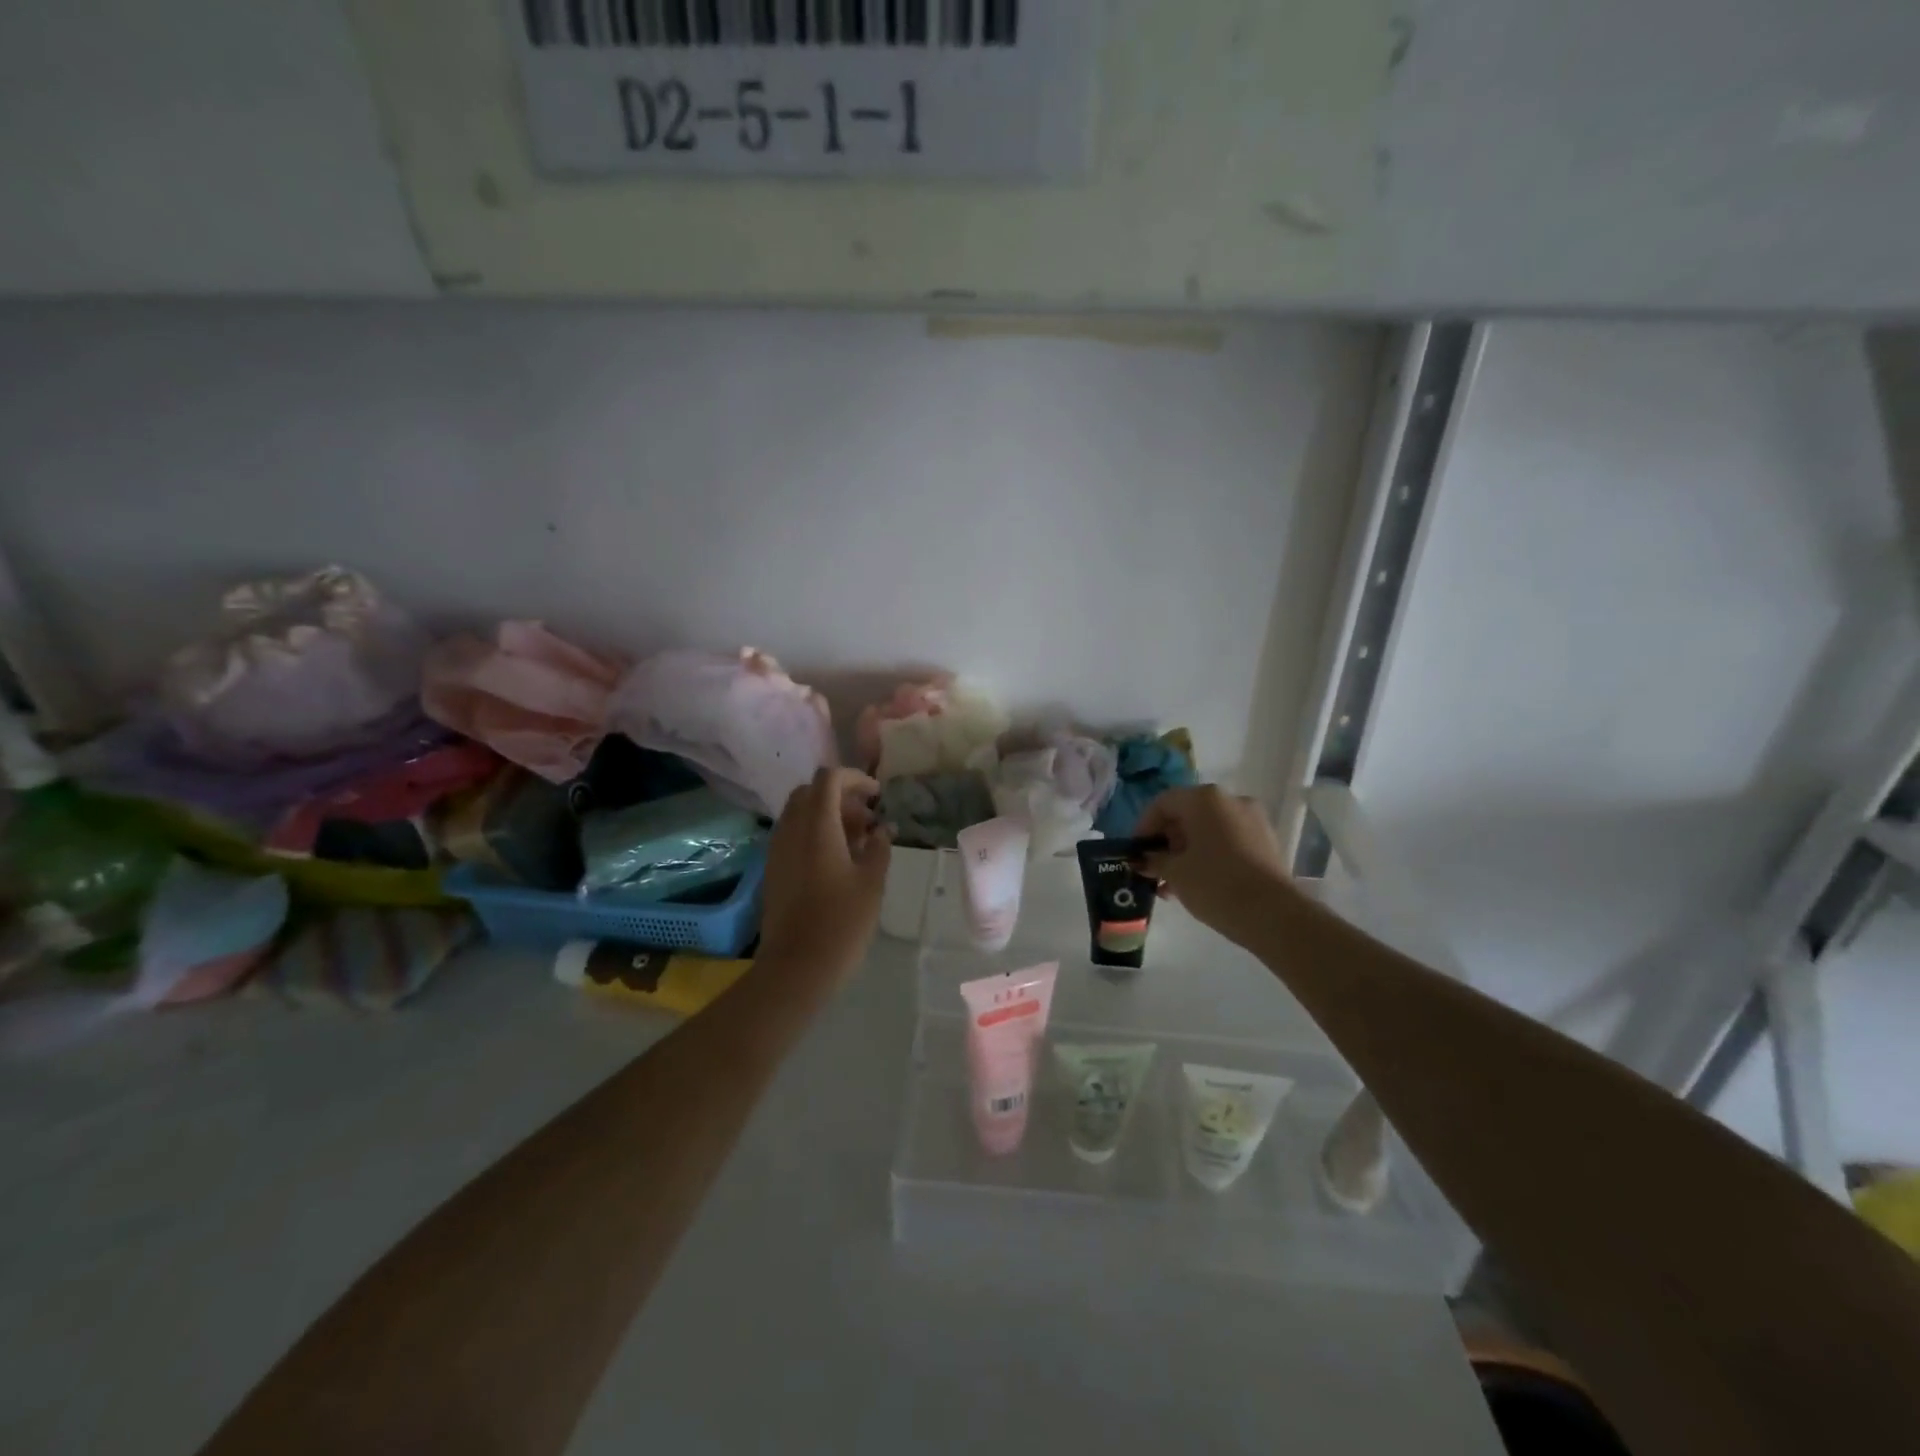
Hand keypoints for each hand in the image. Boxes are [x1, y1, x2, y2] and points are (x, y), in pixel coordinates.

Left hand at [757, 767, 891, 985]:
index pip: (829, 778)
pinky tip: (836, 861)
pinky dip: (814, 834)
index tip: (877, 796)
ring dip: (827, 815)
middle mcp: (791, 829)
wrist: (797, 966)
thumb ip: (879, 847)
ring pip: (799, 813)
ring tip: (856, 842)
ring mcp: (777, 849)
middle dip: (840, 796)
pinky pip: (792, 835)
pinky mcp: (773, 869)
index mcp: (817, 826)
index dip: (855, 778)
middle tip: (866, 819)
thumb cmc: (842, 922)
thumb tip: (882, 829)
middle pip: (810, 792)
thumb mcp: (872, 882)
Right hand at [1133, 786, 1288, 945]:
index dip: (1143, 826)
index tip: (1135, 852)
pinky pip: (1228, 840)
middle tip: (1152, 869)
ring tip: (1171, 884)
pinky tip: (1197, 883)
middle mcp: (1230, 800)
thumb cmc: (1215, 884)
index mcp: (1205, 799)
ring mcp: (1252, 820)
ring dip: (1186, 851)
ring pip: (1208, 829)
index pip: (1163, 803)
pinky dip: (1209, 855)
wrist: (1274, 914)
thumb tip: (1143, 859)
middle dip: (1166, 841)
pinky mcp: (1266, 841)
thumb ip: (1154, 860)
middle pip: (1187, 814)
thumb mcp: (1175, 873)